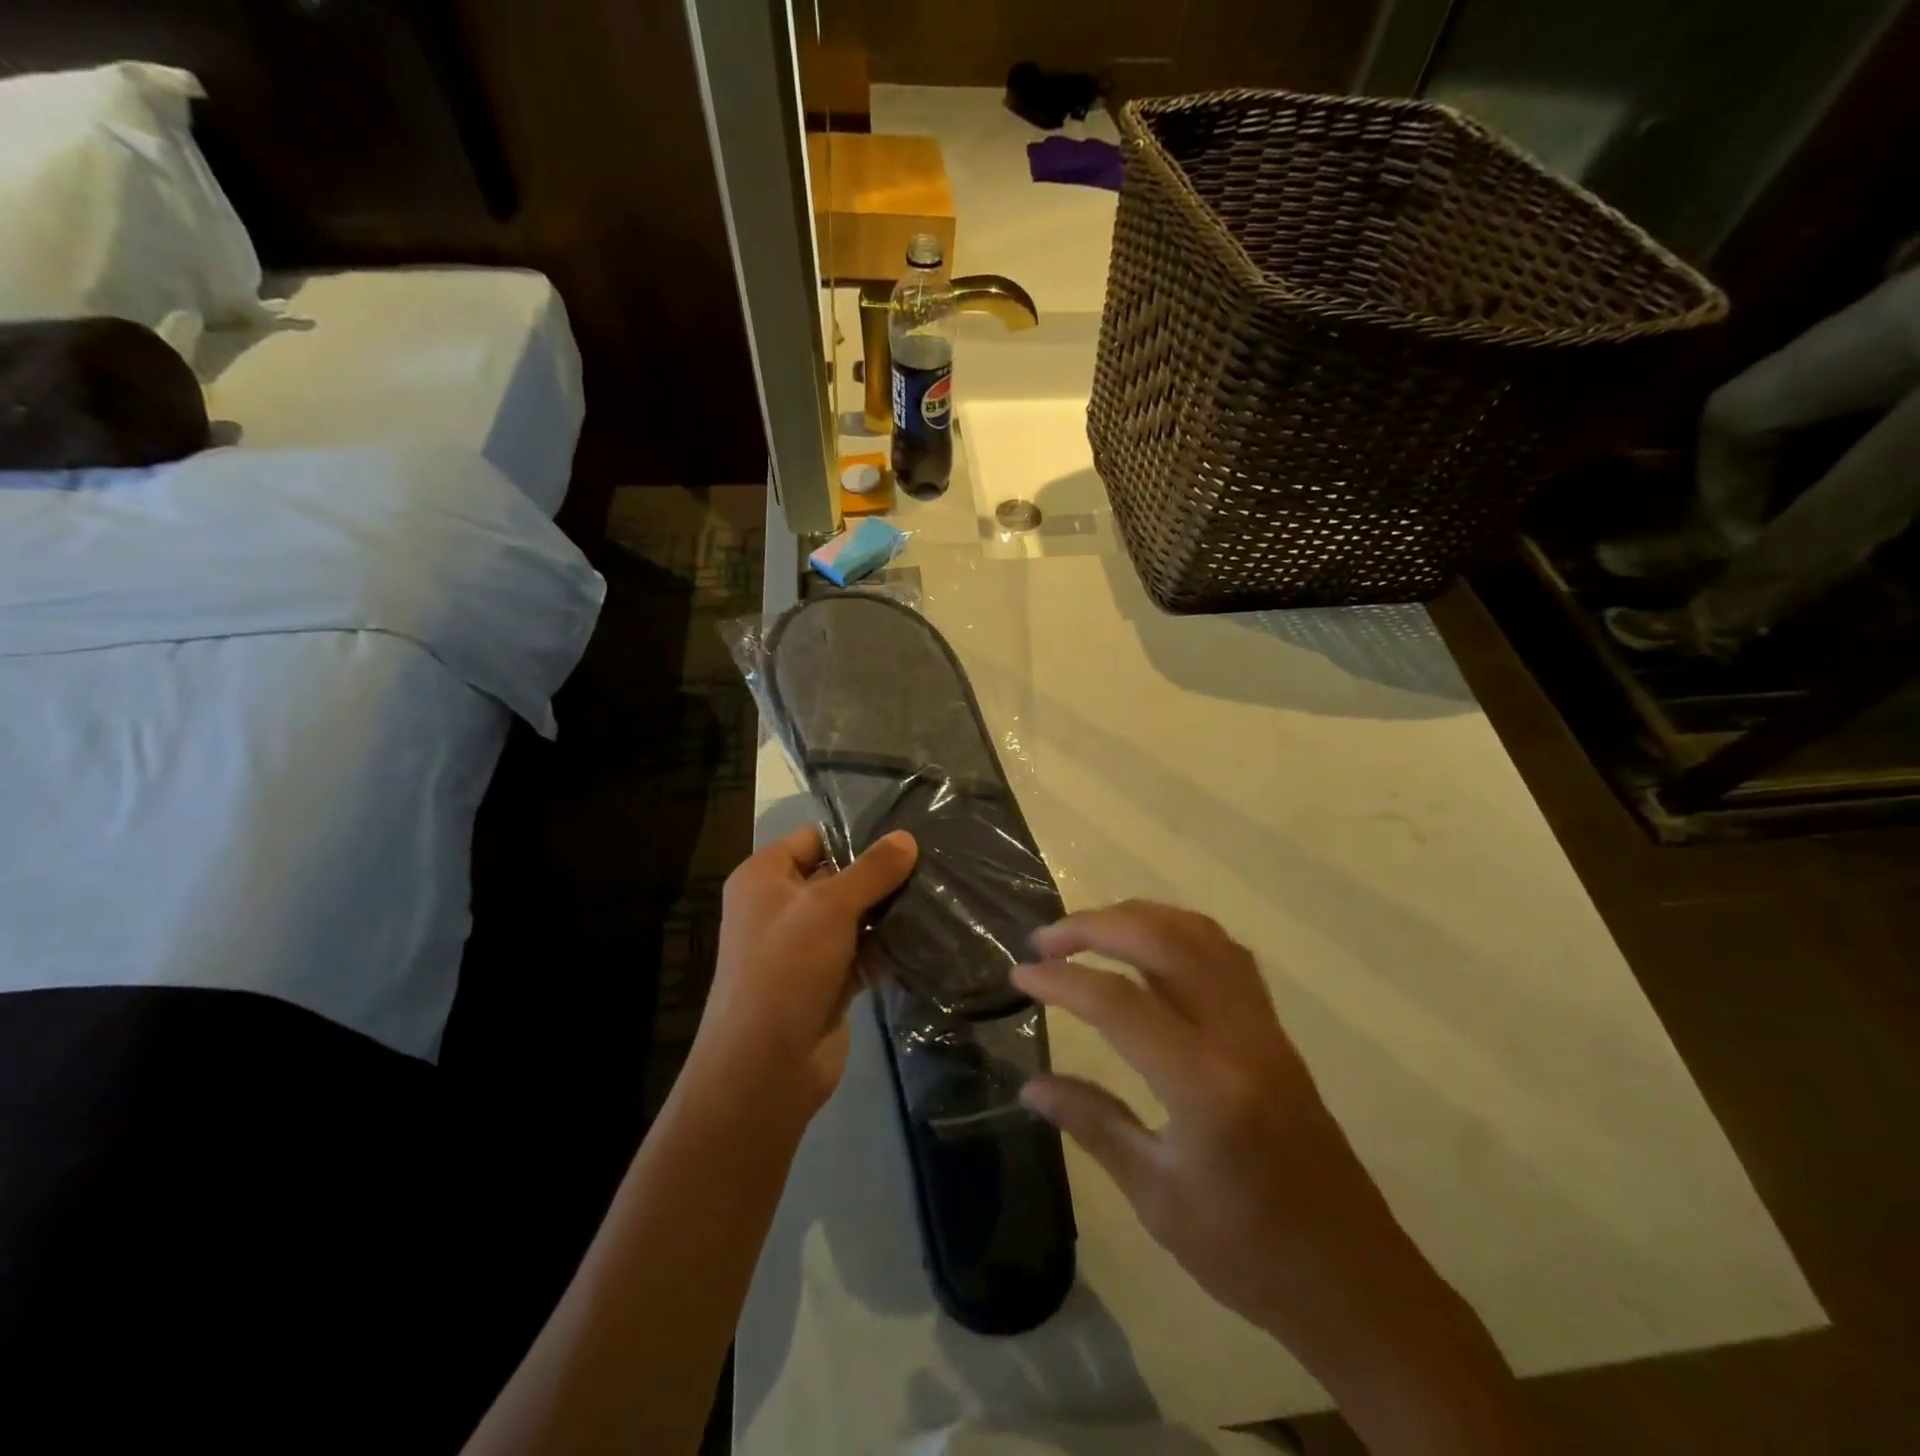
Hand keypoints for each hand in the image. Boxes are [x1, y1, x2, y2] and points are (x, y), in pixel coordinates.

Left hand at [697, 825, 916, 1113]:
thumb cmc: (786, 967)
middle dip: (880, 872)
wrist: (765, 1066)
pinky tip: (929, 930)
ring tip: (938, 888)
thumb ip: (872, 870)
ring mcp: (804, 946)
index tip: (905, 831)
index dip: (855, 834)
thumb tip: (907, 837)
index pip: (814, 838)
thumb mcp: (830, 906)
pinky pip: (862, 951)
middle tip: (932, 858)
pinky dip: (888, 944)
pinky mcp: (826, 980)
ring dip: (888, 909)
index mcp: (764, 878)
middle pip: (837, 876)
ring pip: (853, 915)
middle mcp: (780, 907)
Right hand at [1015, 901, 1412, 1340]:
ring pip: (1199, 935)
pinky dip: (1177, 931)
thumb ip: (1093, 1124)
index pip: (1120, 1004)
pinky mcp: (1274, 1030)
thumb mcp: (1157, 1197)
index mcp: (1206, 1087)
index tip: (1019, 977)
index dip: (1062, 982)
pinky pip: (1224, 953)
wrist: (1352, 1280)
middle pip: (1163, 942)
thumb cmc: (1248, 1253)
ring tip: (1090, 929)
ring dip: (1138, 917)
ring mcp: (1263, 1027)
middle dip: (1095, 926)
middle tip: (1046, 939)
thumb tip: (1030, 1085)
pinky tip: (1149, 947)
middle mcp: (1239, 1037)